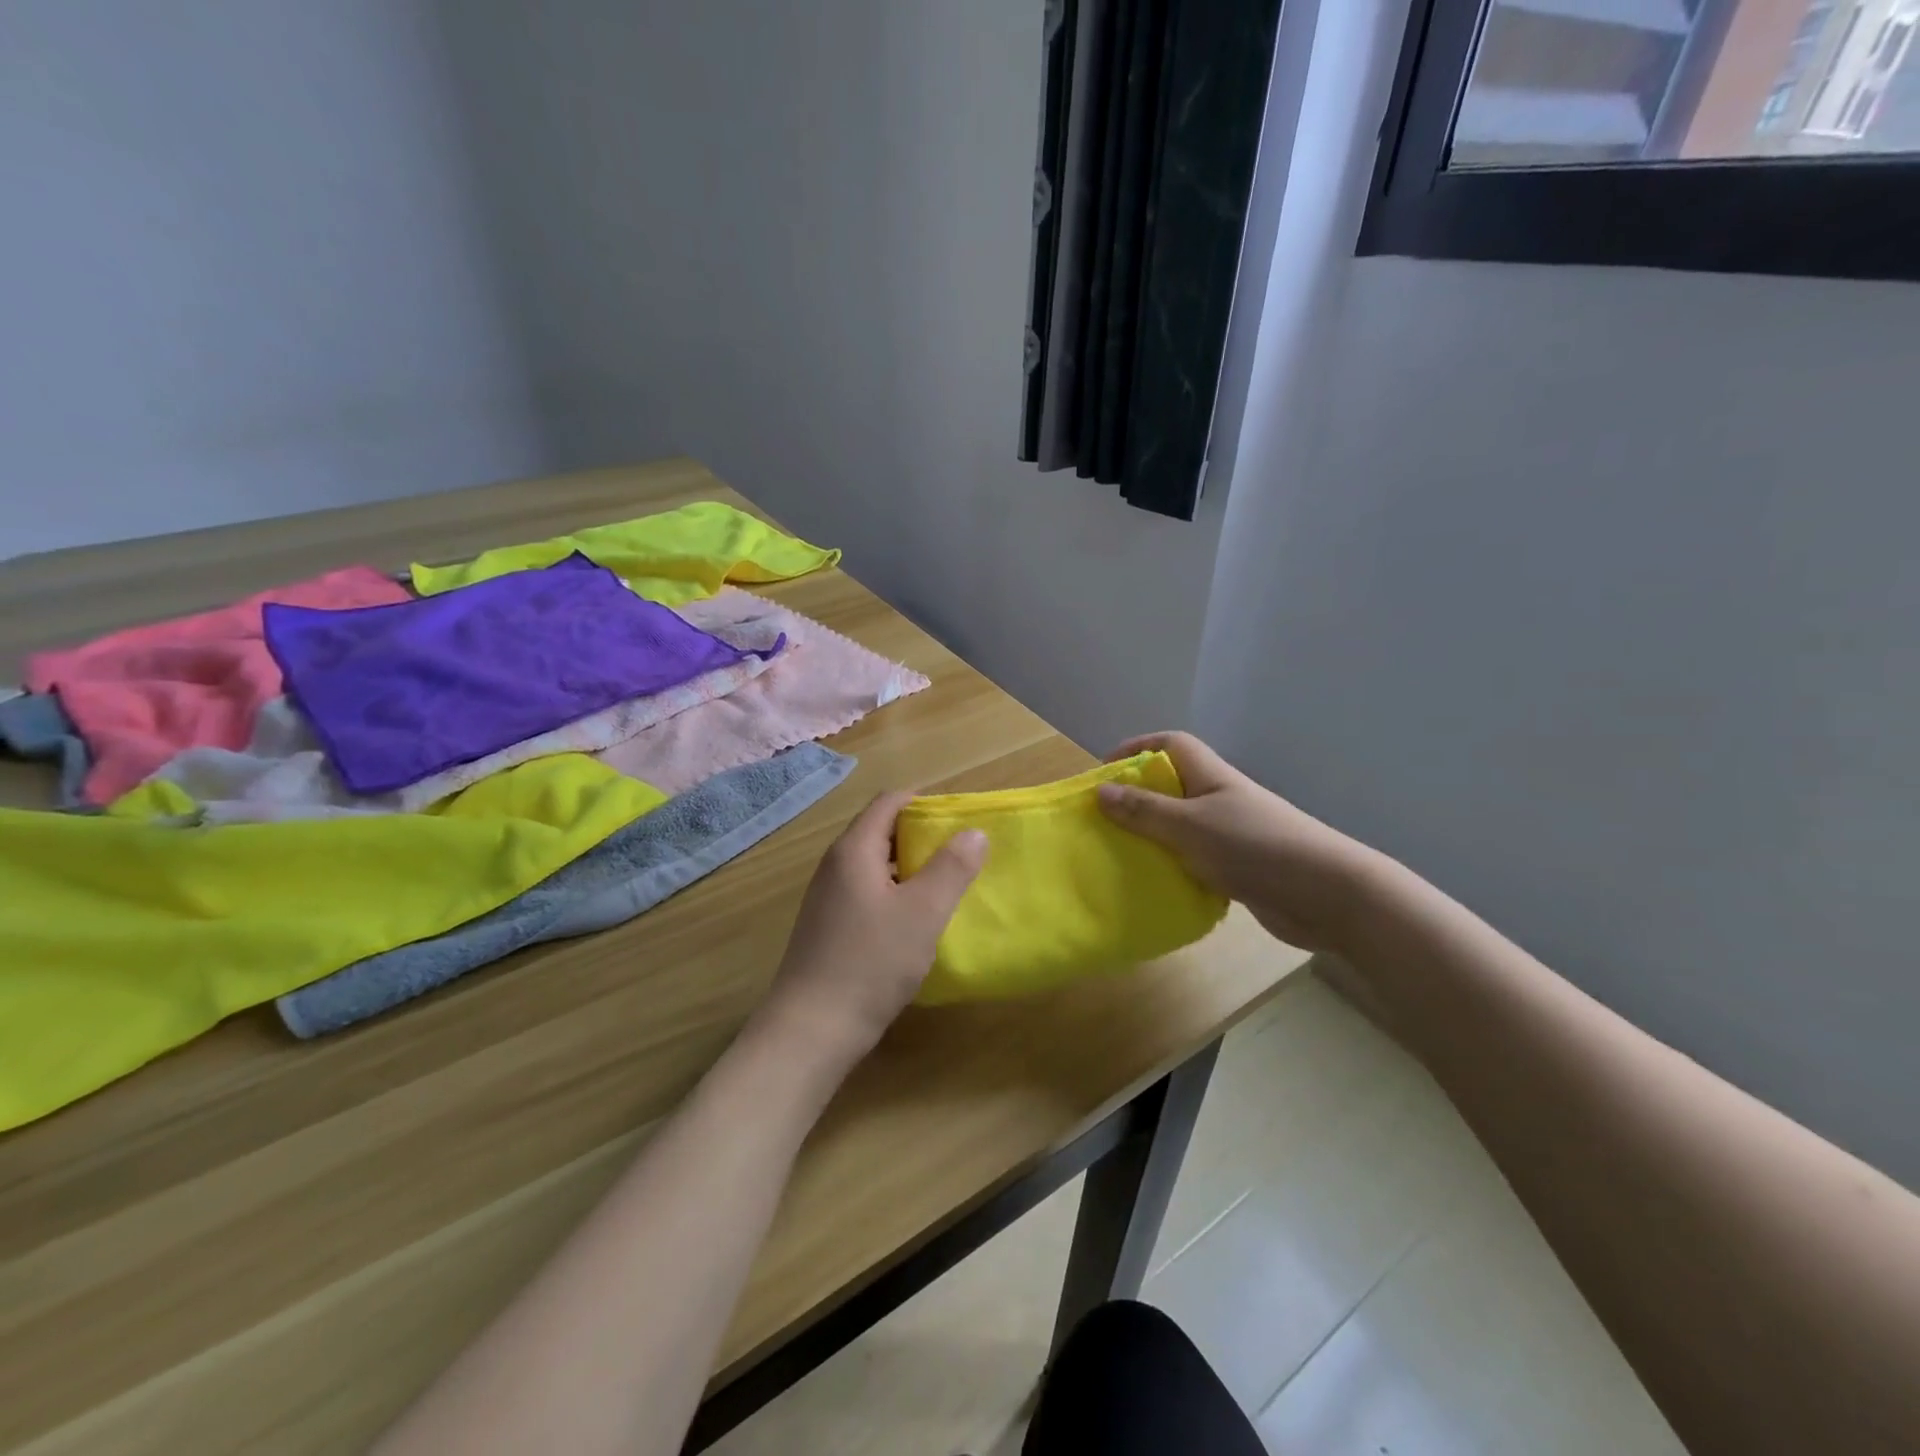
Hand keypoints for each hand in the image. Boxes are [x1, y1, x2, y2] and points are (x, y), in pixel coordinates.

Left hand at [756, 792, 986, 1062]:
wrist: (812, 1029)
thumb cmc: (871, 962)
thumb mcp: (923, 912)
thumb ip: (952, 868)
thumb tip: (974, 832)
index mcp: (854, 850)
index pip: (889, 802)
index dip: (926, 803)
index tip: (960, 820)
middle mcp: (835, 865)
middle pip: (881, 830)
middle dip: (921, 836)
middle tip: (960, 854)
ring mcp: (828, 897)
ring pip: (875, 865)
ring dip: (910, 868)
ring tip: (945, 886)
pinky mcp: (828, 926)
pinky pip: (867, 892)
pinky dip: (894, 893)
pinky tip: (915, 922)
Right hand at [1097, 732, 1375, 951]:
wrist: (1328, 896)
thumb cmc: (1255, 847)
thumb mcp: (1190, 827)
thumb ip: (1145, 811)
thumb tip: (1101, 791)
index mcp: (1211, 777)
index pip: (1170, 744)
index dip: (1137, 748)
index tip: (1104, 771)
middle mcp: (1220, 799)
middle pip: (1172, 785)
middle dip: (1137, 797)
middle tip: (1103, 819)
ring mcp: (1231, 834)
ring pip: (1181, 826)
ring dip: (1152, 836)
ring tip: (1118, 853)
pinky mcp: (1238, 868)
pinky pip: (1194, 859)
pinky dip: (1173, 867)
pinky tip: (1154, 885)